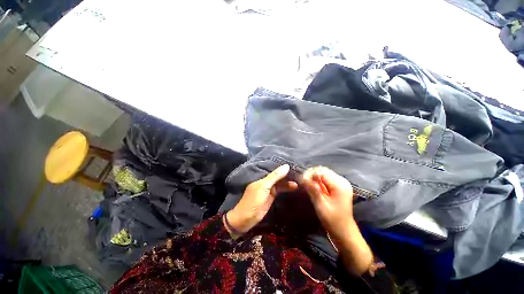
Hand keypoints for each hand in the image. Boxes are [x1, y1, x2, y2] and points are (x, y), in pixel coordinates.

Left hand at [226, 164, 297, 233]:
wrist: (245, 219)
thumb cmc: (253, 201)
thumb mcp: (264, 186)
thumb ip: (275, 176)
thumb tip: (286, 166)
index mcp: (262, 177)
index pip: (274, 170)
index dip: (283, 168)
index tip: (294, 165)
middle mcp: (266, 182)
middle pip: (278, 177)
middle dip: (287, 176)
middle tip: (299, 175)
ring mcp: (268, 190)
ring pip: (280, 184)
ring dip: (288, 183)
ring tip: (298, 183)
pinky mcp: (271, 197)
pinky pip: (279, 190)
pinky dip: (285, 189)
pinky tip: (293, 188)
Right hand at [302, 166, 372, 274]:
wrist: (344, 231)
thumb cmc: (333, 221)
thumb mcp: (321, 205)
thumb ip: (313, 190)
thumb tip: (302, 178)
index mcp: (340, 185)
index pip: (321, 171)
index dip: (309, 174)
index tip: (301, 181)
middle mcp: (342, 180)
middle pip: (323, 170)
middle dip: (311, 174)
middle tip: (302, 182)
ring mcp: (341, 183)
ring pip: (323, 173)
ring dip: (314, 177)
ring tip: (306, 184)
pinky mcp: (338, 186)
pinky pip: (325, 178)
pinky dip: (317, 181)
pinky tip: (313, 186)